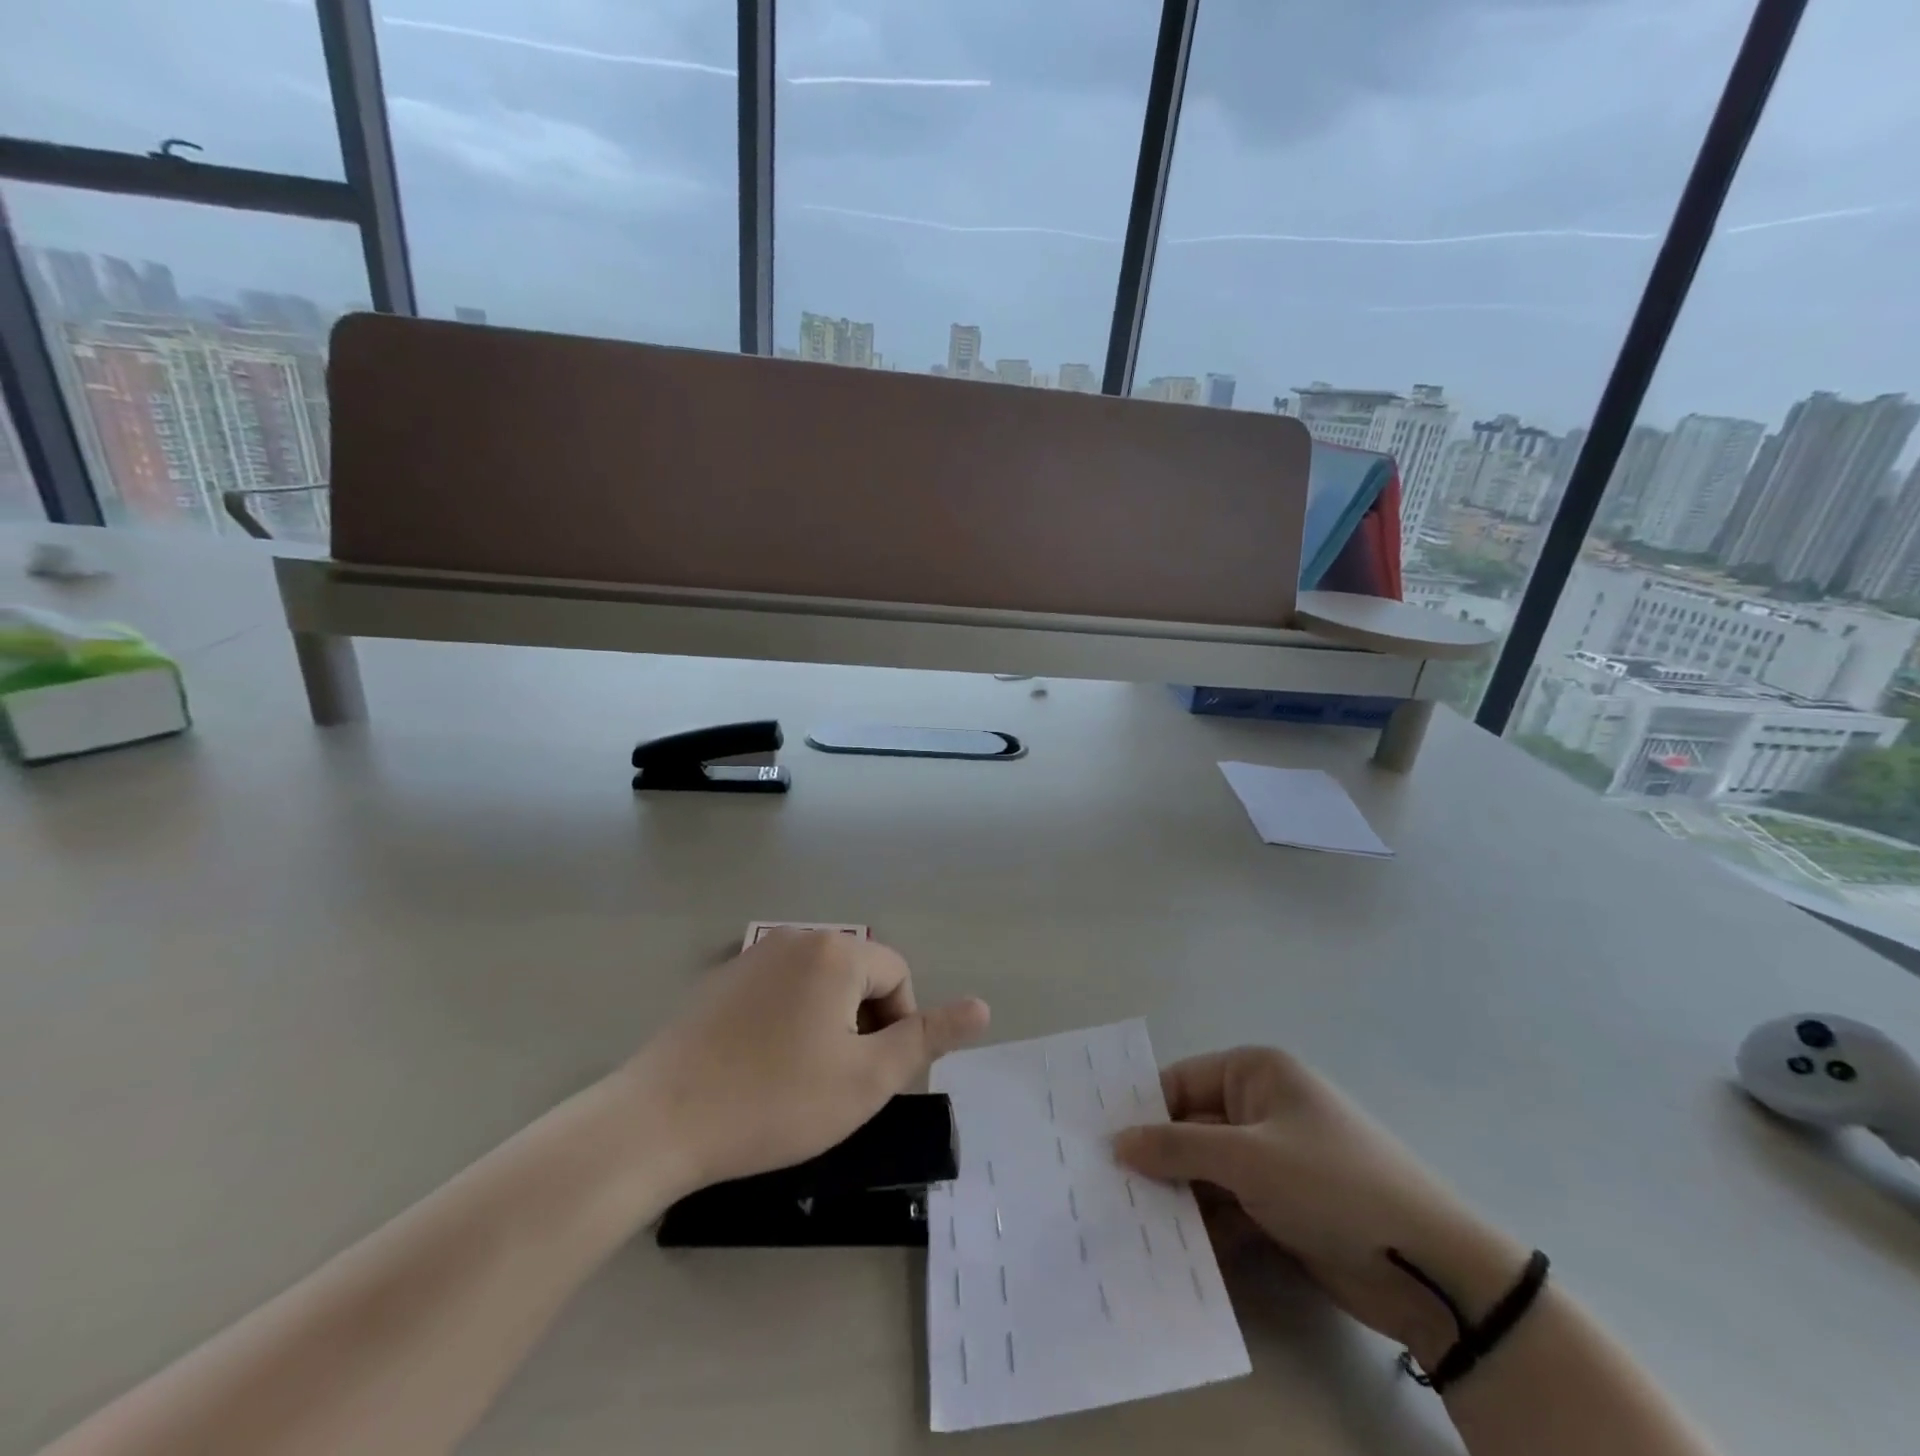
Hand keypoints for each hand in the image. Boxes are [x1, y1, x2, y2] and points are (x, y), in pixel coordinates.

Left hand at [627, 932, 989, 1192]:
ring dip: (825, 1026)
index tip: (869, 1076)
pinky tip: (758, 1069)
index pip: (898, 976)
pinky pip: (777, 992)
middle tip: (835, 1083)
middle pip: (858, 977)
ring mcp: (752, 956)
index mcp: (837, 952)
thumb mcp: (868, 1078)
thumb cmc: (776, 1100)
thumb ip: (928, 1037)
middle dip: (861, 1026)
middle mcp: (796, 938)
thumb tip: (982, 1007)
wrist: (659, 1121)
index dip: (897, 1028)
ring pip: (818, 986)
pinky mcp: (720, 981)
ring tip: (798, 1079)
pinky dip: (786, 1024)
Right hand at [1114, 1047, 1526, 1367]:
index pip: (1180, 1082)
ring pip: (1206, 1173)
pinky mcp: (1281, 1208)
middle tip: (1103, 1187)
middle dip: (1155, 1160)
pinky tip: (1170, 1253)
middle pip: (1190, 1129)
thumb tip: (1117, 1141)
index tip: (1098, 1141)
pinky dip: (1205, 1228)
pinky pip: (1228, 1209)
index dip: (1141, 1110)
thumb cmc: (1331, 1184)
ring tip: (1126, 1225)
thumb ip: (1177, 1147)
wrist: (1428, 1269)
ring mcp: (1272, 1161)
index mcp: (1255, 1073)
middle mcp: (1260, 1108)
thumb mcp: (1247, 1159)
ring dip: (1177, 1199)